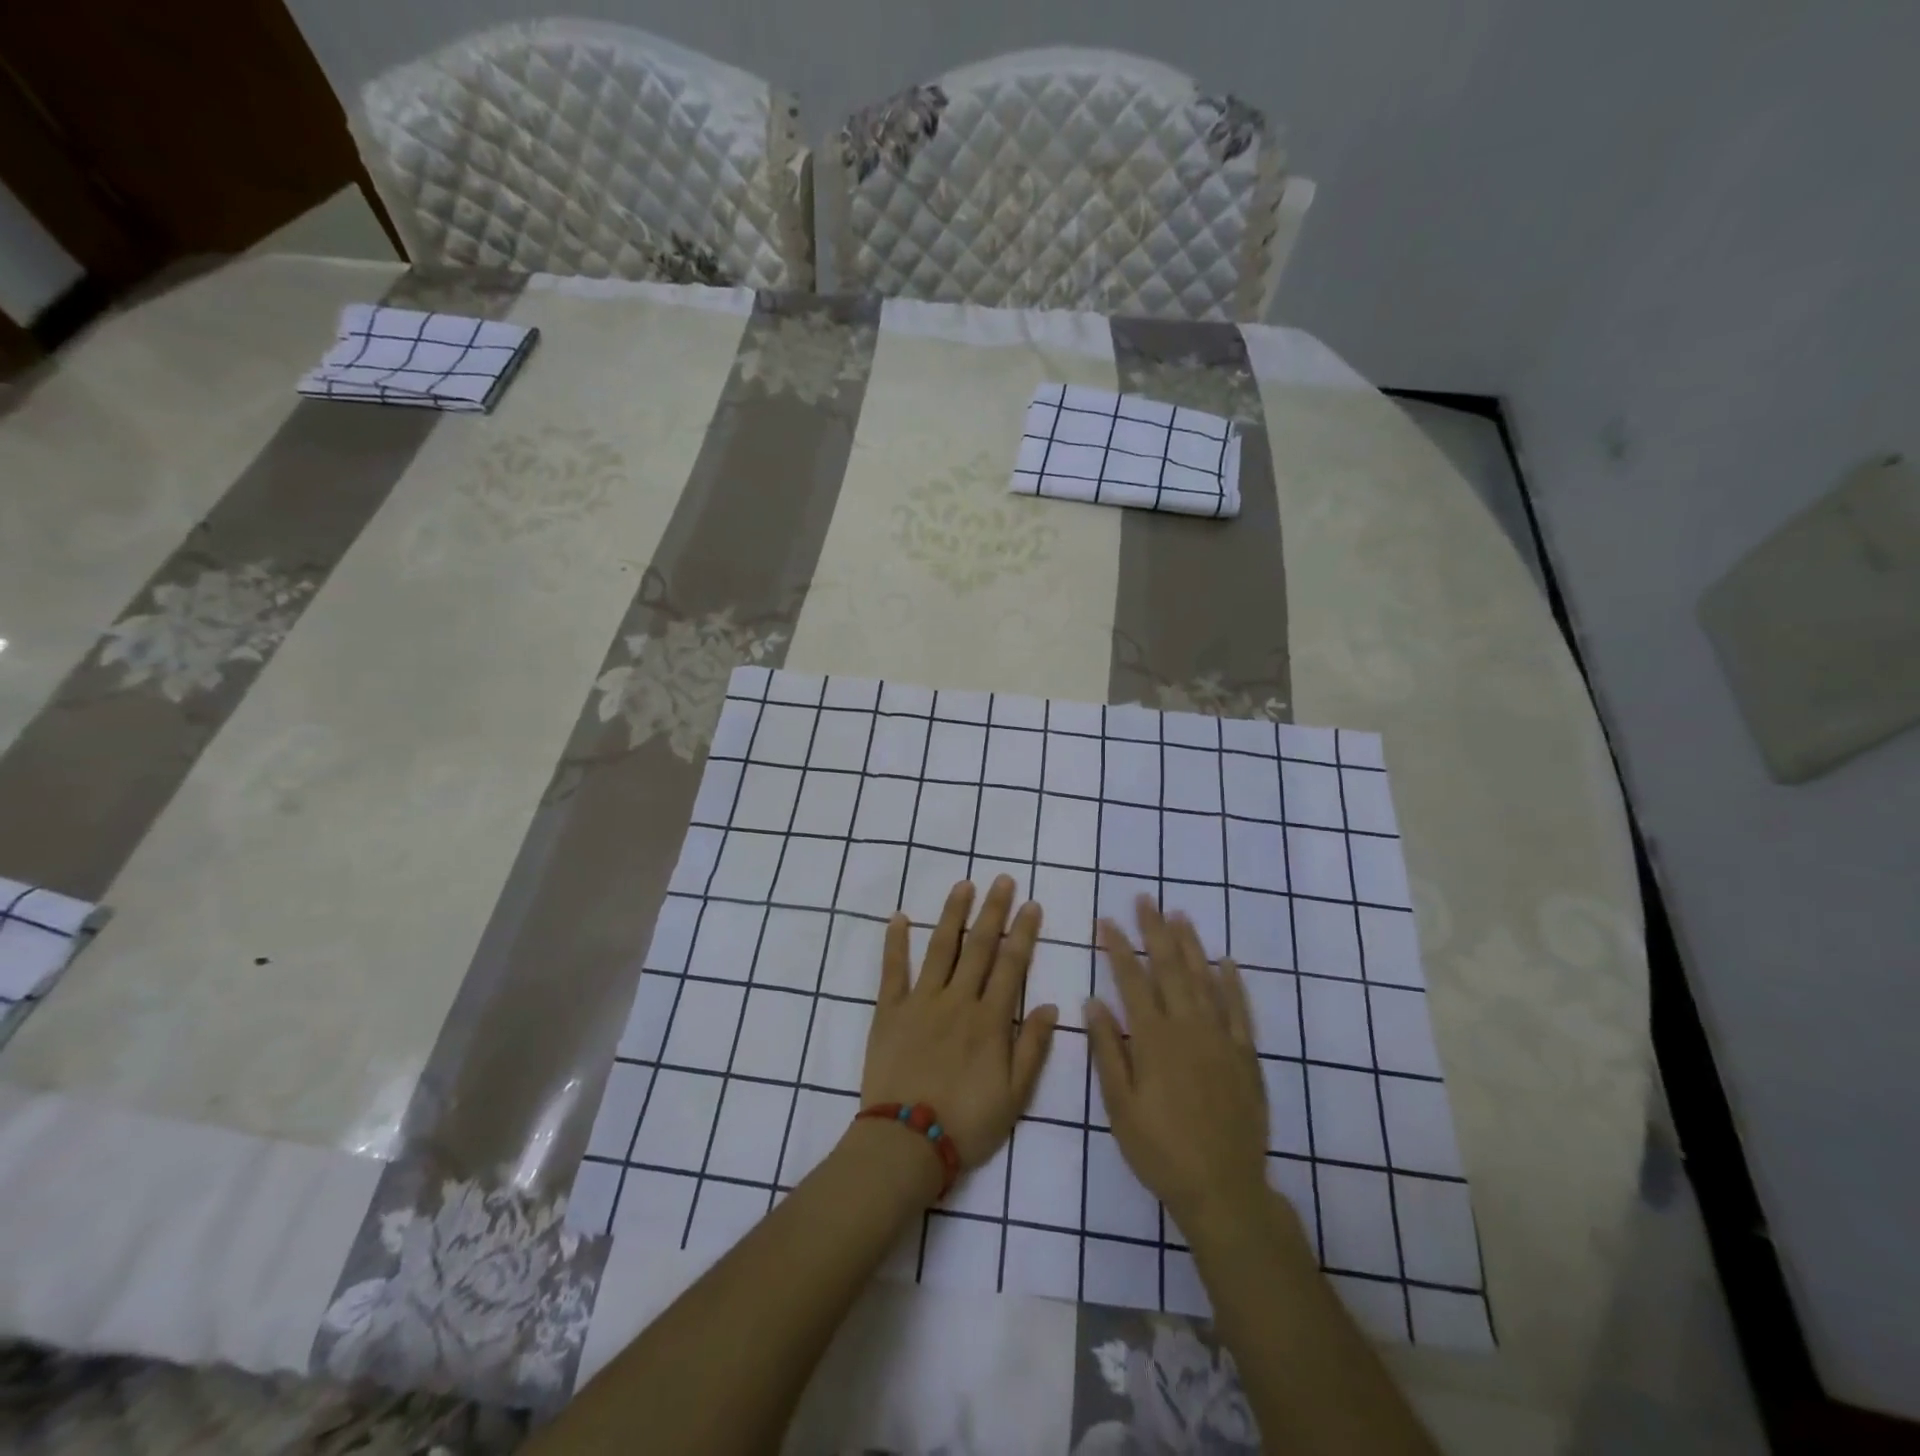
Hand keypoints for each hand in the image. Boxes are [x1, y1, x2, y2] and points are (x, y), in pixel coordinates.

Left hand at [860, 877, 1058, 1173]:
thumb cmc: (967, 1122)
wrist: (906, 1143)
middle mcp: (957, 1000)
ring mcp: (921, 1001)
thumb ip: (1033, 1047)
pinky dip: (895, 942)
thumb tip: (1053, 1006)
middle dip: (993, 910)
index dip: (1023, 933)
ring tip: (963, 885)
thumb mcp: (1015, 1096)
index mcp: (990, 1020)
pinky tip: (898, 917)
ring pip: (940, 947)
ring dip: (952, 913)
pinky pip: (892, 970)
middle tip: (1002, 879)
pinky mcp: (889, 1011)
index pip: (1011, 965)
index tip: (1031, 904)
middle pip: (979, 946)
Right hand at [1089, 897, 1271, 1237]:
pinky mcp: (1246, 1056)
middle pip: (1170, 968)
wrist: (1223, 1188)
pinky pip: (1240, 1010)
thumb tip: (1093, 1002)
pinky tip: (1226, 962)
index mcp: (1154, 1039)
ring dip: (1191, 945)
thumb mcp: (1120, 1105)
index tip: (1106, 920)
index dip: (1118, 947)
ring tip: (1179, 916)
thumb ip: (1108, 1050)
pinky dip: (1233, 983)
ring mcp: (1221, 1039)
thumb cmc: (1160, 1149)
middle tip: (1146, 899)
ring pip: (1205, 980)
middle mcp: (1188, 1028)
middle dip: (1155, 931)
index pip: (1132, 980)